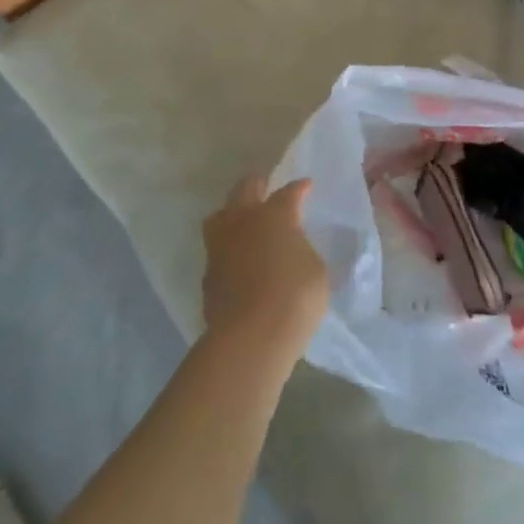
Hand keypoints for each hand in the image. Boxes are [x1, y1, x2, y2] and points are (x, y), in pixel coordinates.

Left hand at [202, 175, 329, 362]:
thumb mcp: (315, 270)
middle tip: (267, 188)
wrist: (250, 338)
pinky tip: (238, 259)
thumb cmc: (294, 298)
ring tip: (243, 221)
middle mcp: (243, 222)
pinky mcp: (208, 275)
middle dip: (257, 185)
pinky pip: (217, 250)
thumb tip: (293, 250)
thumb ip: (302, 251)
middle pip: (245, 189)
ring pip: (220, 216)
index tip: (306, 186)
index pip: (289, 193)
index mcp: (274, 216)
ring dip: (232, 213)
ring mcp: (220, 247)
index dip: (299, 189)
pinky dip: (228, 248)